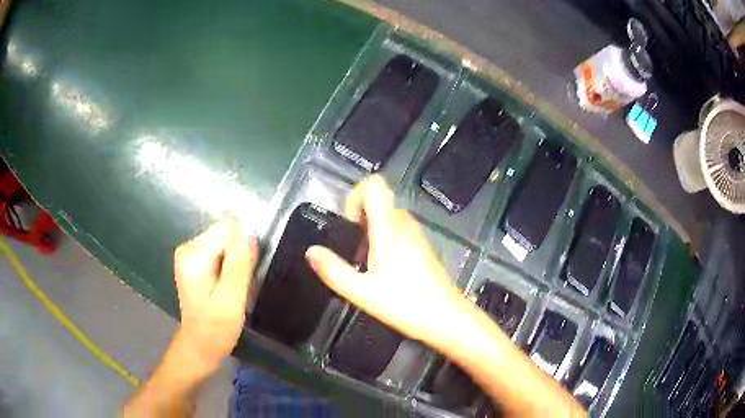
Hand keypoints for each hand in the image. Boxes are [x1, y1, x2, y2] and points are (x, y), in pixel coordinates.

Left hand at [173, 220, 258, 370]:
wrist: (200, 346)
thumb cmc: (216, 328)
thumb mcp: (231, 300)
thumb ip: (239, 266)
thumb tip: (249, 233)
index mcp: (193, 255)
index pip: (228, 232)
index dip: (243, 251)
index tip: (246, 276)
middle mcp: (188, 247)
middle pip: (225, 234)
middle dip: (240, 255)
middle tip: (240, 284)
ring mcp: (190, 254)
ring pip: (225, 242)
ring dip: (236, 261)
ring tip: (235, 286)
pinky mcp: (196, 261)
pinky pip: (221, 251)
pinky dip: (231, 264)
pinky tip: (229, 284)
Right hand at [305, 175, 463, 344]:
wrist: (445, 318)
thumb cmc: (404, 303)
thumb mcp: (361, 292)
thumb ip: (333, 271)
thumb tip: (311, 252)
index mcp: (389, 228)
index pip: (375, 185)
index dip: (356, 195)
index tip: (348, 223)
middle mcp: (405, 224)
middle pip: (379, 201)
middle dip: (360, 218)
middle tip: (352, 248)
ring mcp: (417, 235)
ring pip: (389, 217)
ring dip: (372, 230)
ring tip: (365, 261)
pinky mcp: (423, 247)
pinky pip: (399, 230)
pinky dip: (385, 239)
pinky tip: (383, 269)